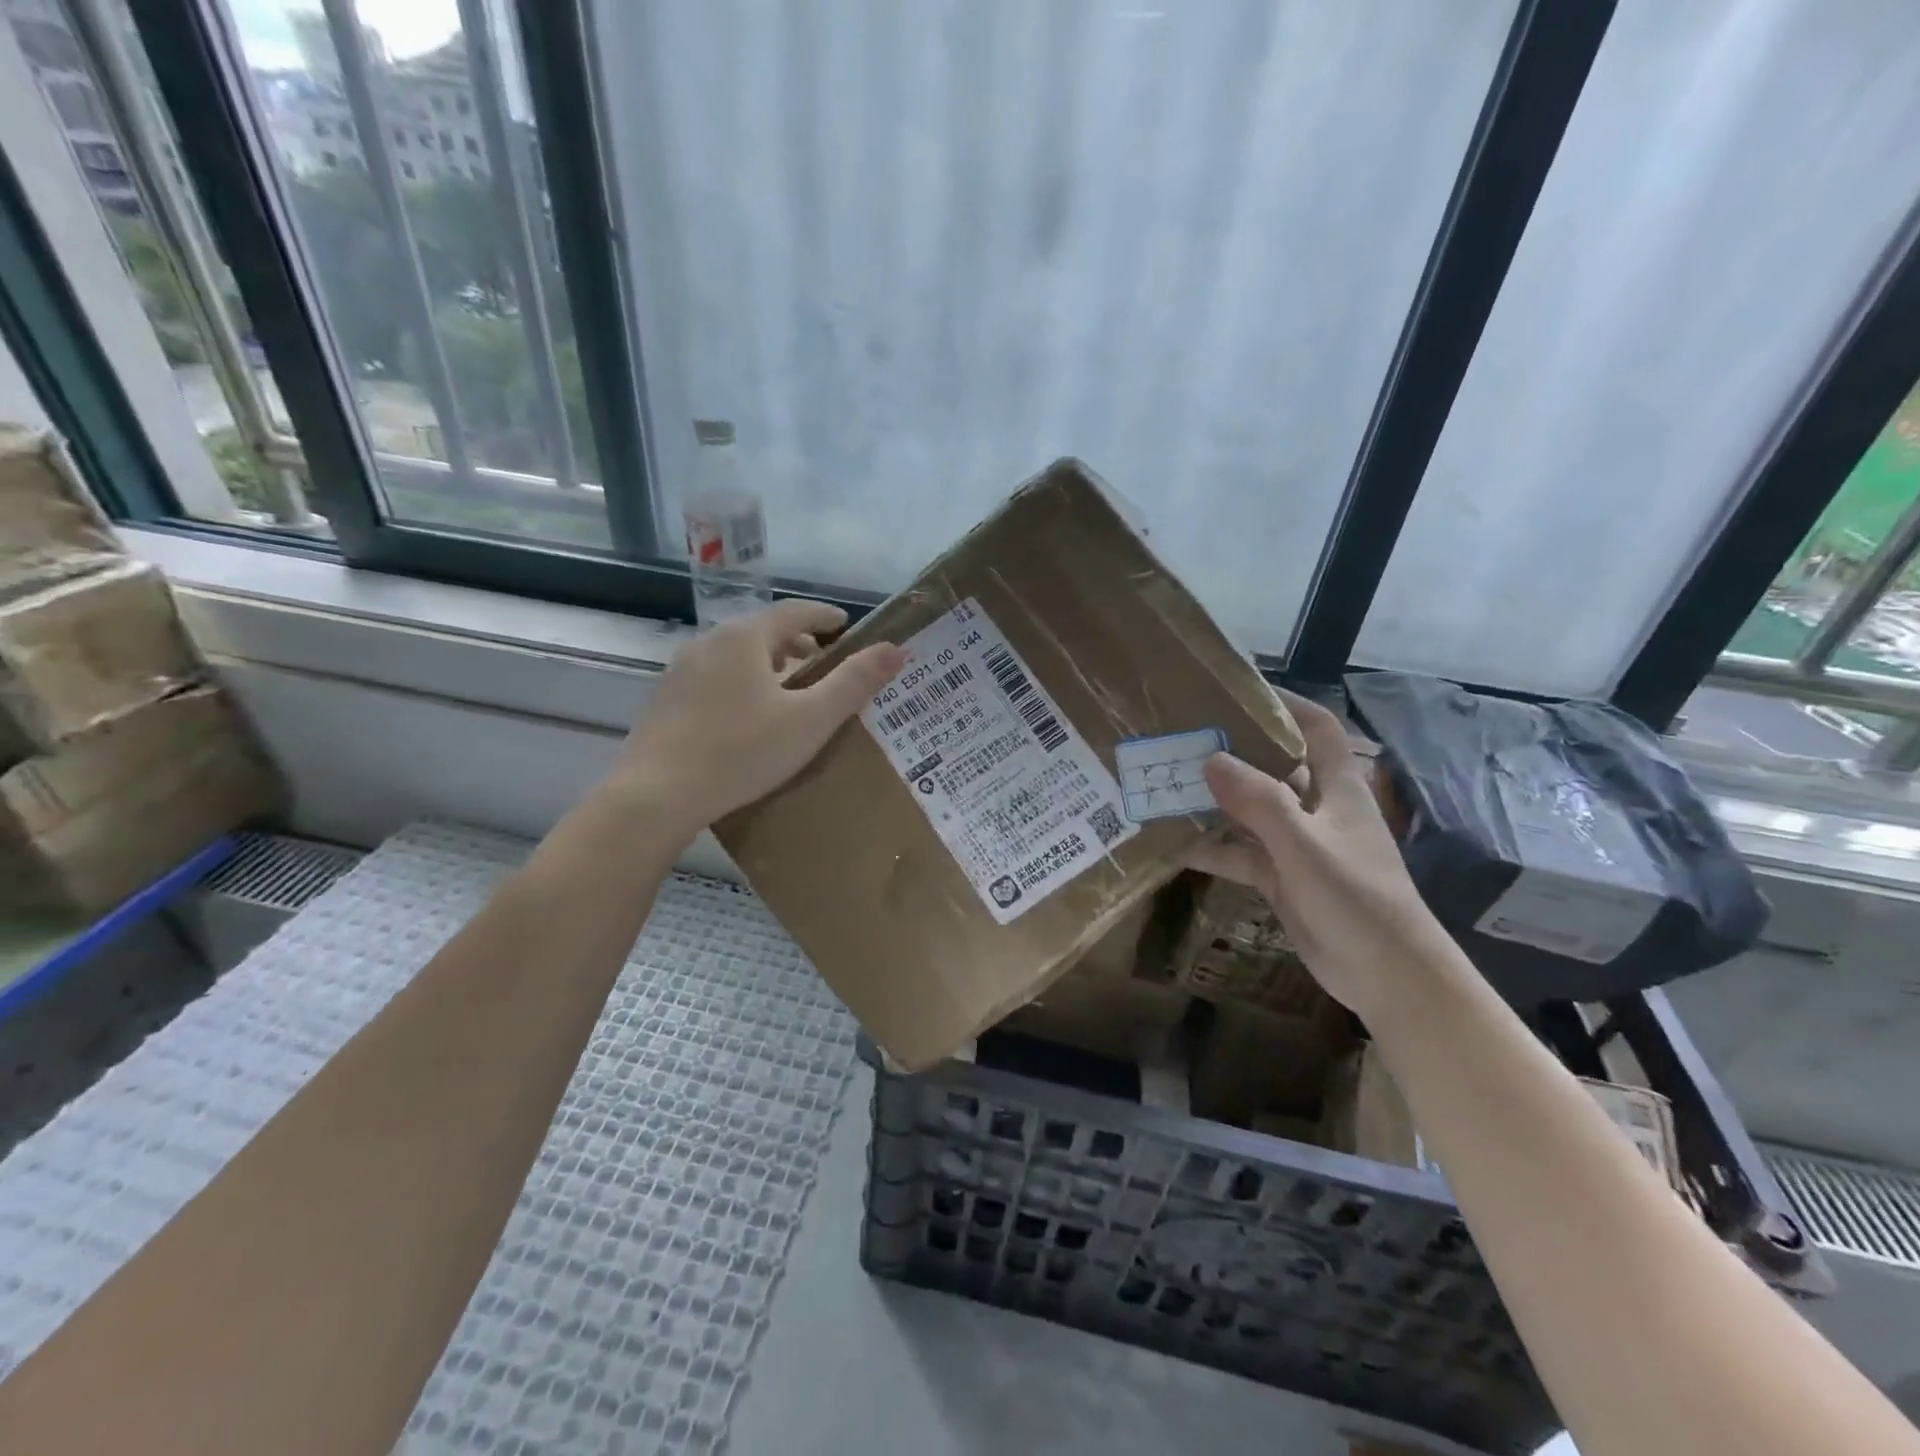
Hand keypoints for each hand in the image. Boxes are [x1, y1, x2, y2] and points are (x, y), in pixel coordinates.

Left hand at [611, 601, 904, 836]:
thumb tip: (896, 649)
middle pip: (763, 631)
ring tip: (789, 690)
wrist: (656, 794)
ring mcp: (681, 669)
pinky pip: (715, 676)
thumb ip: (854, 683)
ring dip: (768, 663)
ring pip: (736, 654)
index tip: (846, 626)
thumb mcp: (810, 720)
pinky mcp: (665, 698)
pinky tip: (748, 716)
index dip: (825, 616)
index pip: (794, 612)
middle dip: (797, 642)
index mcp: (744, 637)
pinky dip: (742, 682)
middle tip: (824, 663)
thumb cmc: (742, 751)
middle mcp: (709, 641)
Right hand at [1187, 691, 1453, 1020]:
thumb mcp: (1304, 845)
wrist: (1387, 976)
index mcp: (1338, 788)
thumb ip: (1259, 801)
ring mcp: (1298, 845)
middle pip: (1275, 767)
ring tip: (1167, 785)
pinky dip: (1213, 848)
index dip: (1286, 704)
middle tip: (1183, 739)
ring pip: (1251, 812)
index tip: (1240, 691)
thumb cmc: (1356, 898)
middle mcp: (1317, 809)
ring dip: (1216, 802)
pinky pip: (1241, 854)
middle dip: (1234, 752)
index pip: (1317, 729)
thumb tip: (1211, 758)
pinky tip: (1174, 844)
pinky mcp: (1283, 878)